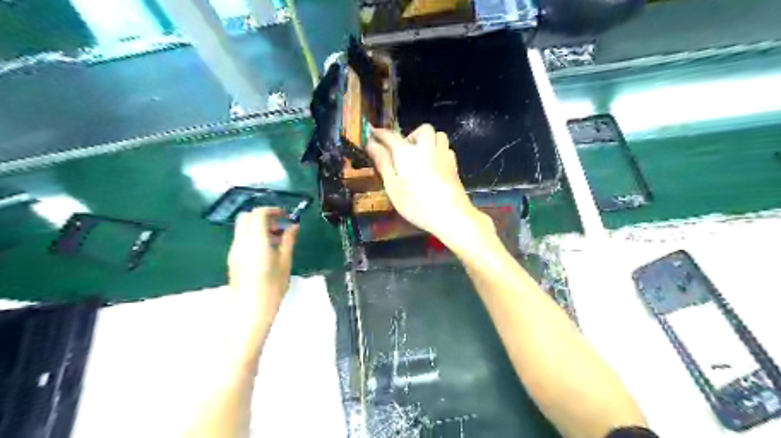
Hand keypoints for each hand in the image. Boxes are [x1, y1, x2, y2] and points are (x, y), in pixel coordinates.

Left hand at [227, 208, 299, 326]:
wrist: (249, 312)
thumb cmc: (272, 288)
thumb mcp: (285, 263)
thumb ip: (289, 241)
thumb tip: (294, 226)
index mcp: (255, 242)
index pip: (258, 214)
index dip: (272, 210)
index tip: (285, 215)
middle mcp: (241, 243)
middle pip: (246, 217)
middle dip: (263, 216)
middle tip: (280, 225)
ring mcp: (234, 252)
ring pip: (243, 228)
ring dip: (259, 227)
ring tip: (277, 240)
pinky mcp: (233, 260)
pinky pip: (242, 240)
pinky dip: (254, 237)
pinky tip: (268, 251)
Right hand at [368, 123, 492, 249]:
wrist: (451, 215)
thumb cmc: (416, 205)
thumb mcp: (393, 187)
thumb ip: (383, 163)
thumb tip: (372, 144)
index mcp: (407, 153)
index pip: (390, 136)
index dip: (380, 134)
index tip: (373, 134)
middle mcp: (426, 148)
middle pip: (422, 130)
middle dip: (411, 135)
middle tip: (404, 152)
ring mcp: (443, 155)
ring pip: (438, 135)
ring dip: (428, 140)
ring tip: (420, 157)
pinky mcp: (454, 165)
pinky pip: (446, 148)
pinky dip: (438, 151)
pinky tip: (434, 166)